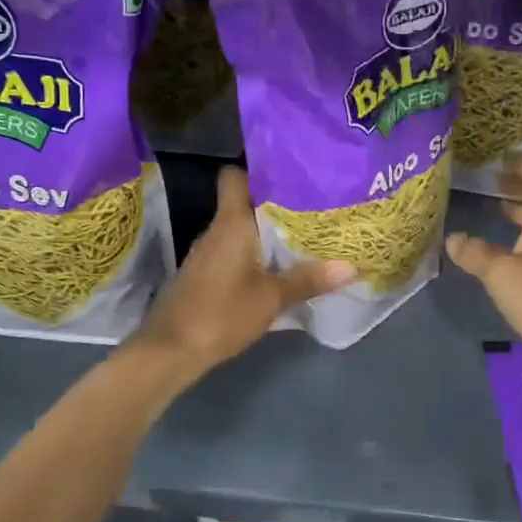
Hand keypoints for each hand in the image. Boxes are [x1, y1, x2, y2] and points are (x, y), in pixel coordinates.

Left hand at [134, 166, 354, 381]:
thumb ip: (308, 280)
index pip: (235, 176)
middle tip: (316, 205)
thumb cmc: (221, 313)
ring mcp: (209, 253)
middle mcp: (217, 230)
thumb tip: (351, 266)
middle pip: (246, 203)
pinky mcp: (206, 275)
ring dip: (269, 231)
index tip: (291, 173)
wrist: (170, 351)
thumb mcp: (271, 298)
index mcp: (230, 223)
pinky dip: (258, 253)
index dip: (259, 170)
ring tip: (307, 233)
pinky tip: (281, 266)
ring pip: (243, 229)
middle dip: (278, 203)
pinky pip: (237, 251)